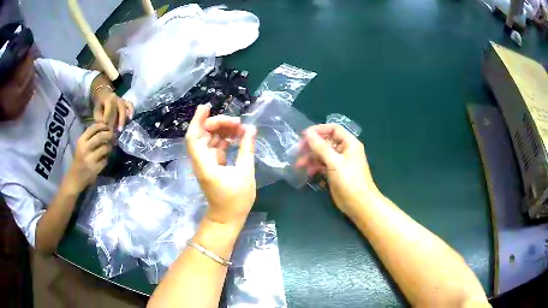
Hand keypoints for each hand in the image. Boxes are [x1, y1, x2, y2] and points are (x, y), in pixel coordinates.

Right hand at [69, 123, 113, 192]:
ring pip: (105, 148)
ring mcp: (90, 159)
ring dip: (109, 147)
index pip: (93, 128)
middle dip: (109, 134)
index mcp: (81, 141)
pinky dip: (106, 158)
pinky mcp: (95, 169)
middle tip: (113, 135)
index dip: (102, 125)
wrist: (75, 178)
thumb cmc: (79, 160)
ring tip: (109, 147)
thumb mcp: (82, 146)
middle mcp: (85, 149)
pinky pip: (105, 160)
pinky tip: (104, 159)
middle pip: (100, 136)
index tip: (108, 126)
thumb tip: (105, 127)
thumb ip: (90, 137)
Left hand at [93, 91, 133, 131]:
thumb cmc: (99, 105)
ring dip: (123, 119)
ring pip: (124, 108)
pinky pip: (130, 105)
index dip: (108, 119)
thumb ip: (100, 119)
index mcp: (108, 99)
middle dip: (117, 121)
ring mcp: (121, 99)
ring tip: (121, 129)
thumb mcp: (96, 111)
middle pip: (119, 109)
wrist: (103, 94)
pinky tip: (130, 118)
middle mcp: (116, 98)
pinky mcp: (125, 102)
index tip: (107, 128)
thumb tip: (105, 126)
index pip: (110, 109)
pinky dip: (131, 111)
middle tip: (115, 131)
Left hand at [186, 105, 256, 228]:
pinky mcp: (212, 165)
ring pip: (210, 139)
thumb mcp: (245, 173)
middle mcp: (201, 161)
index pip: (194, 137)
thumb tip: (251, 129)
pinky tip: (238, 136)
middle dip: (218, 123)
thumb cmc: (236, 200)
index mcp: (205, 164)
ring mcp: (206, 163)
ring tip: (241, 127)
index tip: (207, 106)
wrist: (227, 218)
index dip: (198, 120)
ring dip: (223, 130)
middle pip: (202, 134)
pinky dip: (225, 139)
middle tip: (237, 121)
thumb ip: (246, 149)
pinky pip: (216, 146)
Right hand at [297, 124, 379, 215]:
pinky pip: (322, 165)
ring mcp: (339, 162)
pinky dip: (315, 167)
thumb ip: (321, 147)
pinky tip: (308, 172)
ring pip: (322, 154)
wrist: (358, 204)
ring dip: (311, 158)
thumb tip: (308, 133)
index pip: (333, 129)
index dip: (319, 130)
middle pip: (326, 142)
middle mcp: (344, 150)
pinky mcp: (334, 173)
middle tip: (298, 151)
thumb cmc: (349, 180)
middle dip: (312, 146)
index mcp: (349, 143)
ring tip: (299, 165)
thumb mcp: (334, 162)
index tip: (304, 135)